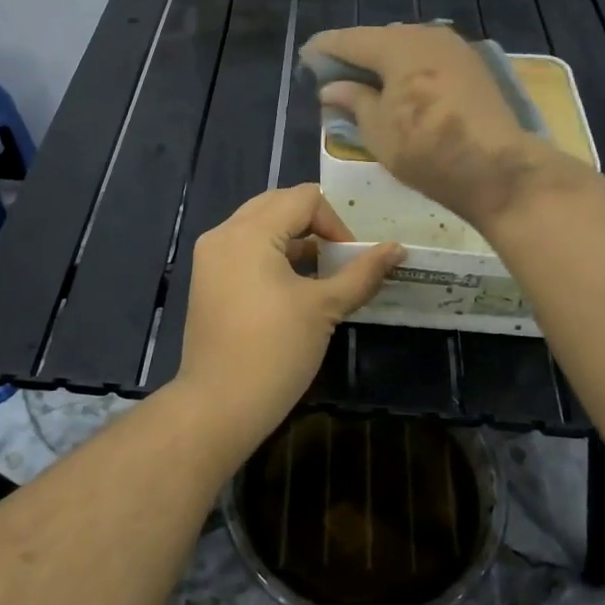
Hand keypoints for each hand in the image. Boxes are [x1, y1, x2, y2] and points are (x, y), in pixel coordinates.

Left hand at [173, 185, 401, 454]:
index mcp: (249, 232)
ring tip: (322, 273)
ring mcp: (210, 257)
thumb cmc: (275, 352)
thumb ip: (362, 273)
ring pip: (260, 226)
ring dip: (294, 240)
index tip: (351, 259)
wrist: (219, 406)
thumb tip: (398, 249)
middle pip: (278, 204)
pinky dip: (273, 255)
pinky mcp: (207, 280)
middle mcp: (223, 234)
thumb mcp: (324, 308)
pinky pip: (245, 249)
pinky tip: (294, 287)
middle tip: (339, 257)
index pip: (303, 198)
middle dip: (315, 225)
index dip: (336, 222)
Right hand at [303, 24, 576, 229]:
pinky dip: (409, 69)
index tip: (305, 57)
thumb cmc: (425, 149)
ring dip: (384, 62)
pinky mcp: (472, 66)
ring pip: (407, 47)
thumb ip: (353, 101)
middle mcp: (425, 35)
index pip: (349, 40)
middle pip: (379, 39)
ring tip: (366, 84)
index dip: (324, 49)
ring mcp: (453, 48)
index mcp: (396, 46)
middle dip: (356, 55)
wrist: (496, 168)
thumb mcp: (377, 130)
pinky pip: (428, 59)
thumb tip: (331, 88)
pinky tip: (401, 89)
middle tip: (334, 76)